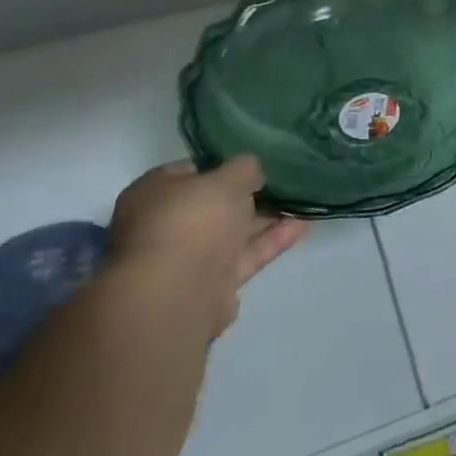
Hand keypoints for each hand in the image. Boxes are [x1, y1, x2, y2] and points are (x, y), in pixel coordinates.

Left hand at [110, 157, 307, 336]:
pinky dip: (271, 241)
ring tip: (302, 202)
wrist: (177, 293)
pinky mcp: (211, 285)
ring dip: (265, 218)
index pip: (190, 171)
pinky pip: (245, 256)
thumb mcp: (227, 178)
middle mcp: (164, 225)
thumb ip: (245, 168)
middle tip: (283, 182)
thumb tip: (252, 169)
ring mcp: (187, 258)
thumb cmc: (192, 220)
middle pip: (212, 204)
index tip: (254, 162)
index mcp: (153, 194)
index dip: (223, 164)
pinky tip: (301, 227)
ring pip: (231, 232)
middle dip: (247, 195)